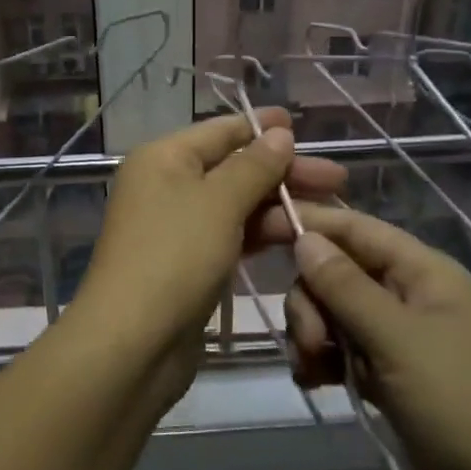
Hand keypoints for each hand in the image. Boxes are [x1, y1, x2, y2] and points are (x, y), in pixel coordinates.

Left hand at [72, 109, 345, 376]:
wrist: (133, 343)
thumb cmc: (175, 256)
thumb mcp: (219, 202)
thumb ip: (254, 166)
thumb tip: (279, 132)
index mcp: (164, 158)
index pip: (220, 131)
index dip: (262, 127)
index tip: (302, 126)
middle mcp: (167, 185)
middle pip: (233, 168)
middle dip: (283, 171)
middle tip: (338, 178)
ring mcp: (178, 226)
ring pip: (236, 204)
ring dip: (280, 205)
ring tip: (333, 210)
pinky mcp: (190, 263)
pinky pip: (231, 235)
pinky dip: (262, 233)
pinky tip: (301, 236)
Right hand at [264, 203, 470, 469]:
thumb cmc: (466, 406)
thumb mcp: (400, 340)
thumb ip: (346, 286)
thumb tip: (304, 237)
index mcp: (423, 272)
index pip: (356, 228)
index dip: (309, 224)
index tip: (259, 230)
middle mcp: (409, 297)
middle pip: (337, 273)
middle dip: (311, 300)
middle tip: (308, 342)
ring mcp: (400, 341)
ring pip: (334, 314)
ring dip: (312, 334)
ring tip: (311, 370)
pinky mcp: (391, 380)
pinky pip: (342, 353)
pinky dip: (322, 362)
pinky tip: (312, 382)